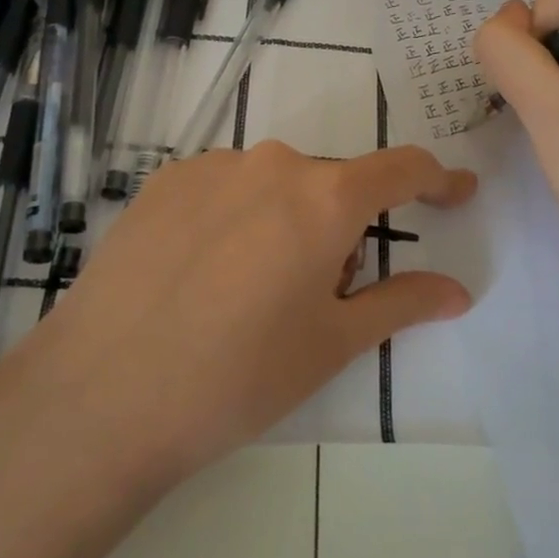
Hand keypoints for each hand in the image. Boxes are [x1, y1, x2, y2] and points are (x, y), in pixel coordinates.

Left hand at [0, 142, 476, 493]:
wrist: (101, 394)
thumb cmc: (238, 376)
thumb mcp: (332, 344)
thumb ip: (402, 303)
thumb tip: (457, 291)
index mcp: (326, 197)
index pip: (402, 168)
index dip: (437, 179)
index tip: (456, 193)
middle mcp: (273, 163)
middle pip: (331, 185)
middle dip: (340, 229)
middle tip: (314, 296)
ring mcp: (212, 166)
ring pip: (275, 186)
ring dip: (284, 223)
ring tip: (246, 292)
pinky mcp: (164, 180)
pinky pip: (225, 187)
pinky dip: (235, 217)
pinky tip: (201, 273)